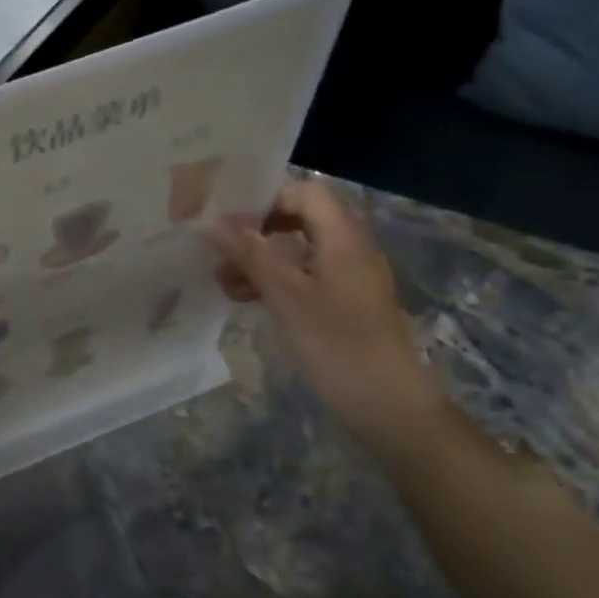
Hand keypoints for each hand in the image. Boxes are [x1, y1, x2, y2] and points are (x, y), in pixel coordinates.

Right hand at [205, 177, 443, 441]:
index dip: (268, 199)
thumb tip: (210, 222)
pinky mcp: (344, 304)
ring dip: (260, 260)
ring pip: (298, 251)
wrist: (387, 405)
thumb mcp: (285, 295)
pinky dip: (274, 281)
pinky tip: (245, 299)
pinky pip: (304, 277)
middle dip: (257, 232)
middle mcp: (350, 250)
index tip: (232, 223)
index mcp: (343, 238)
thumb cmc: (336, 342)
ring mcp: (348, 279)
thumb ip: (248, 254)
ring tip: (223, 282)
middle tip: (221, 251)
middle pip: (300, 220)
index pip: (306, 192)